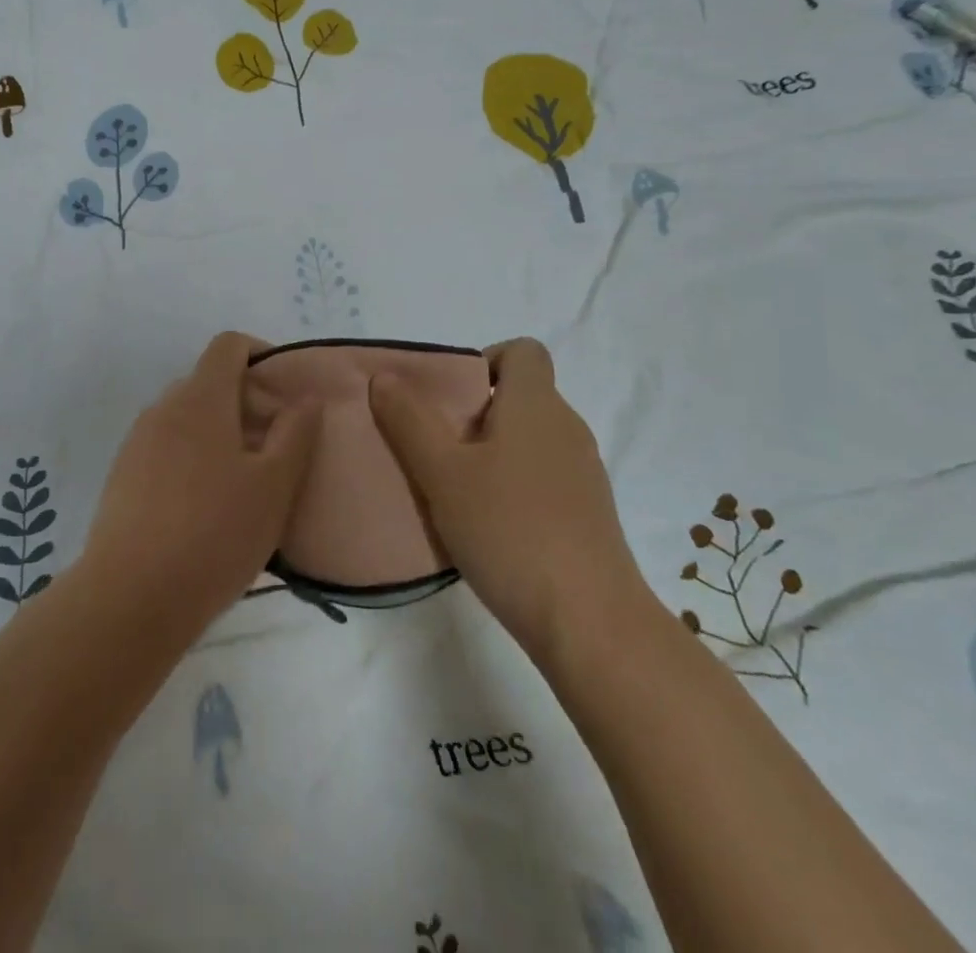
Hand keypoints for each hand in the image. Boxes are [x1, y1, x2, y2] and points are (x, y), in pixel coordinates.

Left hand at [80, 332, 322, 646]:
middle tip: (274, 448)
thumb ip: (295, 433)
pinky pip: (166, 448)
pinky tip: (206, 508)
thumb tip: (305, 397)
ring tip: (244, 483)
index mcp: (200, 399)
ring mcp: (137, 442)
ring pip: (187, 418)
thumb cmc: (214, 535)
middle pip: (209, 382)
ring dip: (219, 433)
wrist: (130, 598)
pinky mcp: (122, 476)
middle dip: (245, 403)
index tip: (285, 393)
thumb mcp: (273, 486)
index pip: (228, 345)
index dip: (260, 354)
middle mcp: (163, 408)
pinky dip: (193, 458)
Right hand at [369, 337, 642, 662]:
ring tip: (453, 489)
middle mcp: (567, 428)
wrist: (590, 623)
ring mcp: (583, 473)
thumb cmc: (510, 530)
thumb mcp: (442, 473)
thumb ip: (409, 420)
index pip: (523, 351)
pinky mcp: (587, 514)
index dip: (484, 360)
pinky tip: (487, 525)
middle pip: (520, 395)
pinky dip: (512, 485)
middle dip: (473, 412)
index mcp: (536, 405)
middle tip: (435, 447)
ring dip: (490, 452)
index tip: (450, 398)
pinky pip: (542, 476)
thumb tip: (385, 377)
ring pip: (528, 439)